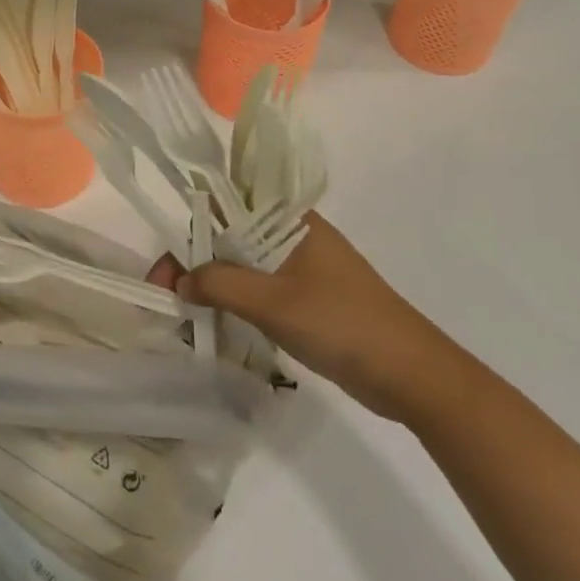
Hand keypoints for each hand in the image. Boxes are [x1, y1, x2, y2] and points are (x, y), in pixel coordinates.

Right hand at [173, 211, 471, 424]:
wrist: (413, 376)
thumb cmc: (343, 325)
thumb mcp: (274, 303)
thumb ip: (221, 285)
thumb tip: (180, 281)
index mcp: (291, 220)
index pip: (228, 204)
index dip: (191, 227)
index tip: (166, 264)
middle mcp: (294, 236)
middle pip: (232, 236)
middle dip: (196, 261)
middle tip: (167, 295)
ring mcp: (303, 268)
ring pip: (244, 265)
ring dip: (213, 283)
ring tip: (184, 312)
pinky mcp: (308, 298)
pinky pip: (260, 289)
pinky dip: (235, 301)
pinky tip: (216, 321)